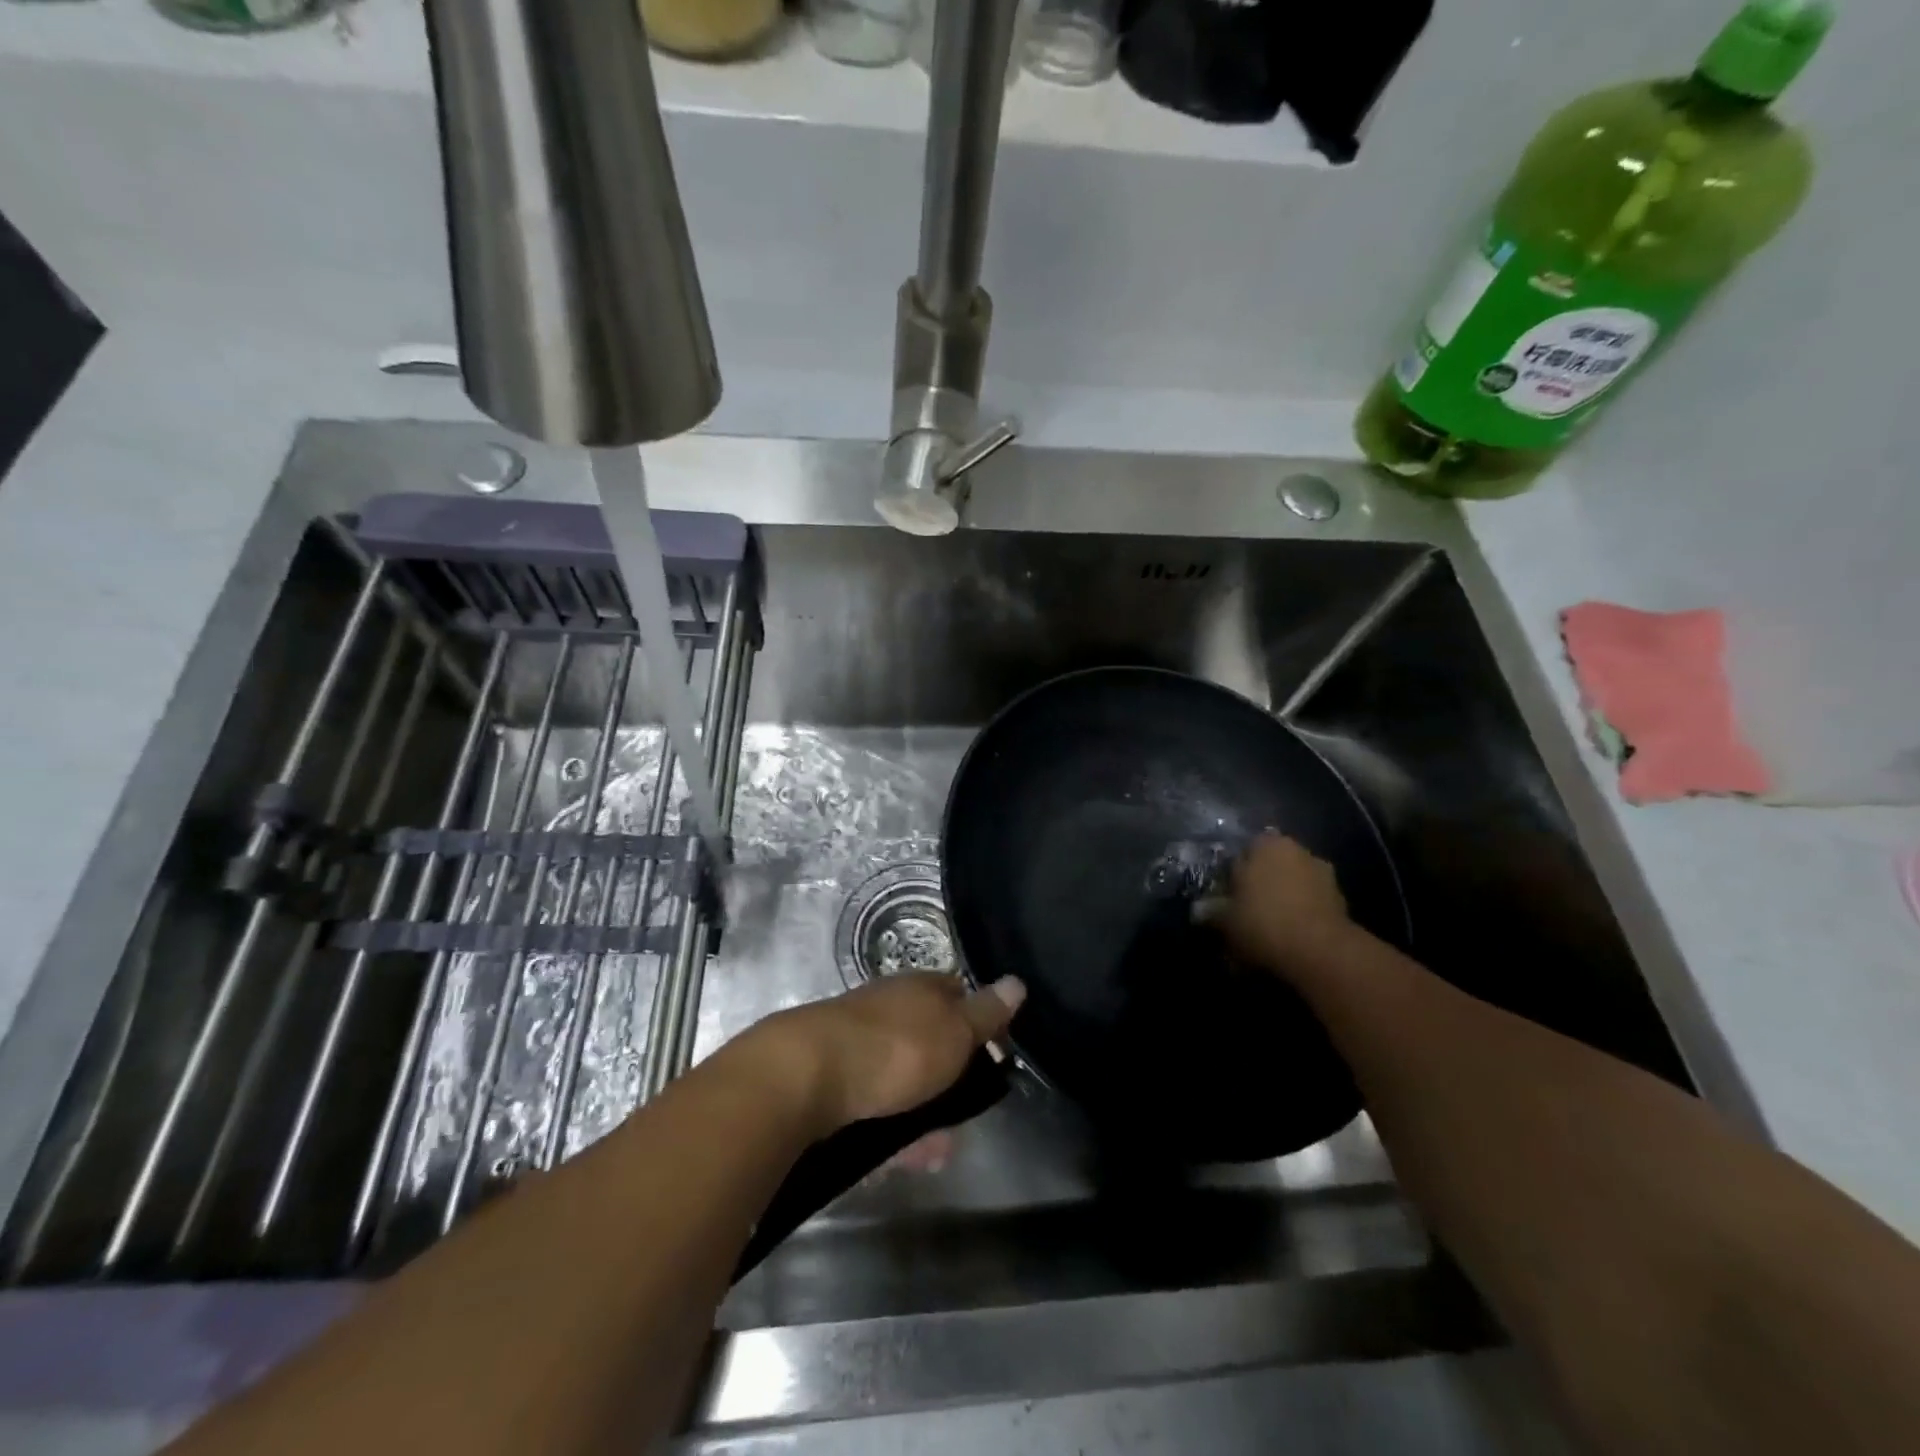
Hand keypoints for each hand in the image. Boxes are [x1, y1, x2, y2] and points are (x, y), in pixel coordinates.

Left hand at [745, 974, 1025, 1136]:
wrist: (804, 1076)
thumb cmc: (894, 1048)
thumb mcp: (954, 1031)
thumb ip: (986, 1013)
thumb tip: (1017, 982)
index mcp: (918, 988)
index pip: (958, 994)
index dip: (979, 1022)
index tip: (996, 1057)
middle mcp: (888, 1008)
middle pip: (930, 1041)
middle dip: (951, 1083)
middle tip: (966, 1120)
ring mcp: (857, 1042)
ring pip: (901, 1079)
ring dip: (922, 1115)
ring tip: (937, 1154)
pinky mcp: (832, 1080)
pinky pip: (872, 1105)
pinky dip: (889, 1130)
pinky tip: (896, 1159)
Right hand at [1214, 832, 1360, 976]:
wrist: (1321, 953)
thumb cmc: (1263, 922)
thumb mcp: (1225, 920)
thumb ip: (1212, 912)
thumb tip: (1200, 911)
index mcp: (1267, 844)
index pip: (1243, 852)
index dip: (1233, 875)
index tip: (1226, 898)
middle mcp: (1297, 851)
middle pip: (1271, 868)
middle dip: (1260, 887)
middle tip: (1245, 913)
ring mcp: (1324, 875)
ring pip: (1292, 886)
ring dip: (1283, 902)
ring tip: (1268, 931)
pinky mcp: (1342, 902)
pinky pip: (1311, 905)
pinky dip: (1301, 917)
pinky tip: (1289, 940)